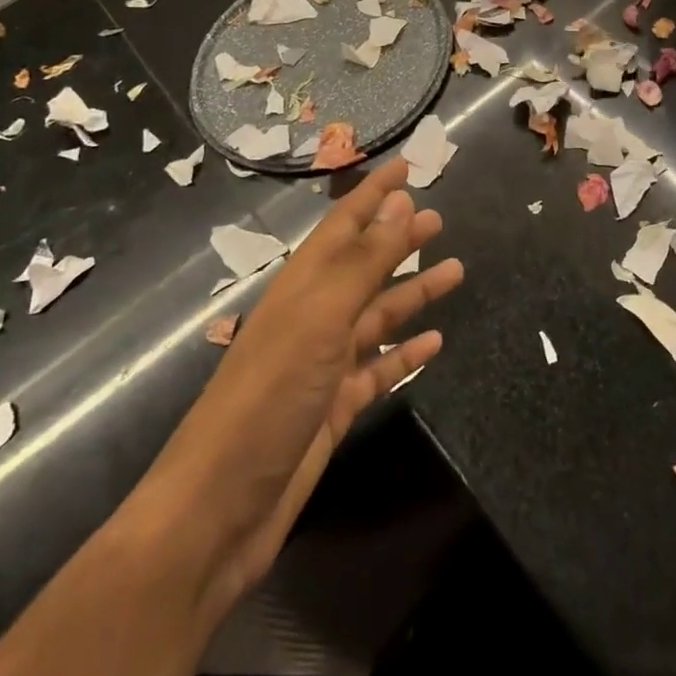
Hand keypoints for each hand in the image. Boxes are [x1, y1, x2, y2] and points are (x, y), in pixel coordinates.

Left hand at [137, 159, 462, 613]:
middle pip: (365, 265)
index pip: (345, 223)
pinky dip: (405, 353)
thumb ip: (364, 260)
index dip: (375, 191)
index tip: (408, 166)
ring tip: (455, 271)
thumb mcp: (320, 318)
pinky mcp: (334, 407)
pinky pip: (378, 368)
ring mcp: (323, 363)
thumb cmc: (269, 397)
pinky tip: (435, 343)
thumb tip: (400, 199)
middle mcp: (313, 316)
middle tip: (439, 219)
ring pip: (377, 315)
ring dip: (413, 292)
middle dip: (399, 239)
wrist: (220, 509)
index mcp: (304, 286)